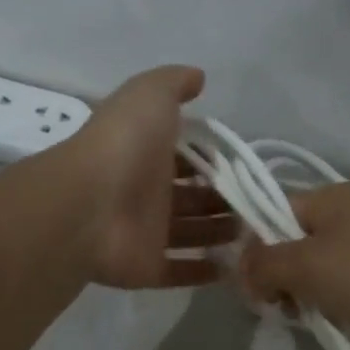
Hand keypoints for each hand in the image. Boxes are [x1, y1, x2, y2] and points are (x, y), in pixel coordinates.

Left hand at [69, 65, 237, 288]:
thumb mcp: (149, 95)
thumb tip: (198, 77)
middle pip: (195, 198)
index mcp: (149, 153)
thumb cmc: (123, 146)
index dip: (216, 160)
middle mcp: (148, 193)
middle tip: (261, 205)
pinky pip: (179, 271)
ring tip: (257, 234)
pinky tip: (234, 268)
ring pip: (192, 234)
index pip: (189, 157)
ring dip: (221, 233)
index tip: (249, 167)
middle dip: (226, 200)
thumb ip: (174, 84)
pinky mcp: (147, 268)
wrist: (88, 205)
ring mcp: (146, 233)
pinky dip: (204, 271)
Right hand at [239, 184, 349, 349]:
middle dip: (284, 278)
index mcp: (332, 195)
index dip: (255, 249)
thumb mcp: (306, 266)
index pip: (273, 211)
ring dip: (313, 295)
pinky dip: (344, 302)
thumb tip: (242, 268)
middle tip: (285, 311)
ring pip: (326, 265)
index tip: (255, 291)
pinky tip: (348, 323)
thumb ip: (263, 264)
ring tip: (317, 322)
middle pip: (298, 241)